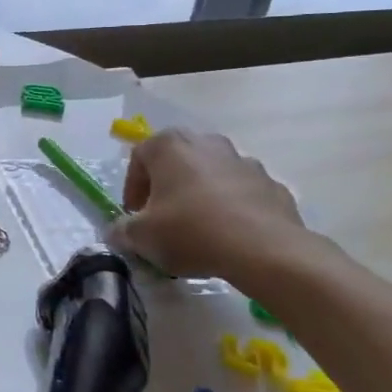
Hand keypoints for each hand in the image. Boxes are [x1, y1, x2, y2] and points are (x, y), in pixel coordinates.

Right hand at [109, 128, 312, 288]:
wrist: (264, 249)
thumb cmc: (191, 231)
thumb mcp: (141, 236)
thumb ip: (123, 230)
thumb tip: (119, 231)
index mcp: (170, 145)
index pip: (138, 158)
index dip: (132, 189)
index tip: (134, 216)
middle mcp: (206, 142)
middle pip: (176, 162)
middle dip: (166, 188)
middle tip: (162, 219)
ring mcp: (244, 161)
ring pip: (211, 175)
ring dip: (200, 196)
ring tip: (198, 230)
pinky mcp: (272, 184)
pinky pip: (242, 193)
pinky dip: (232, 208)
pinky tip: (229, 236)